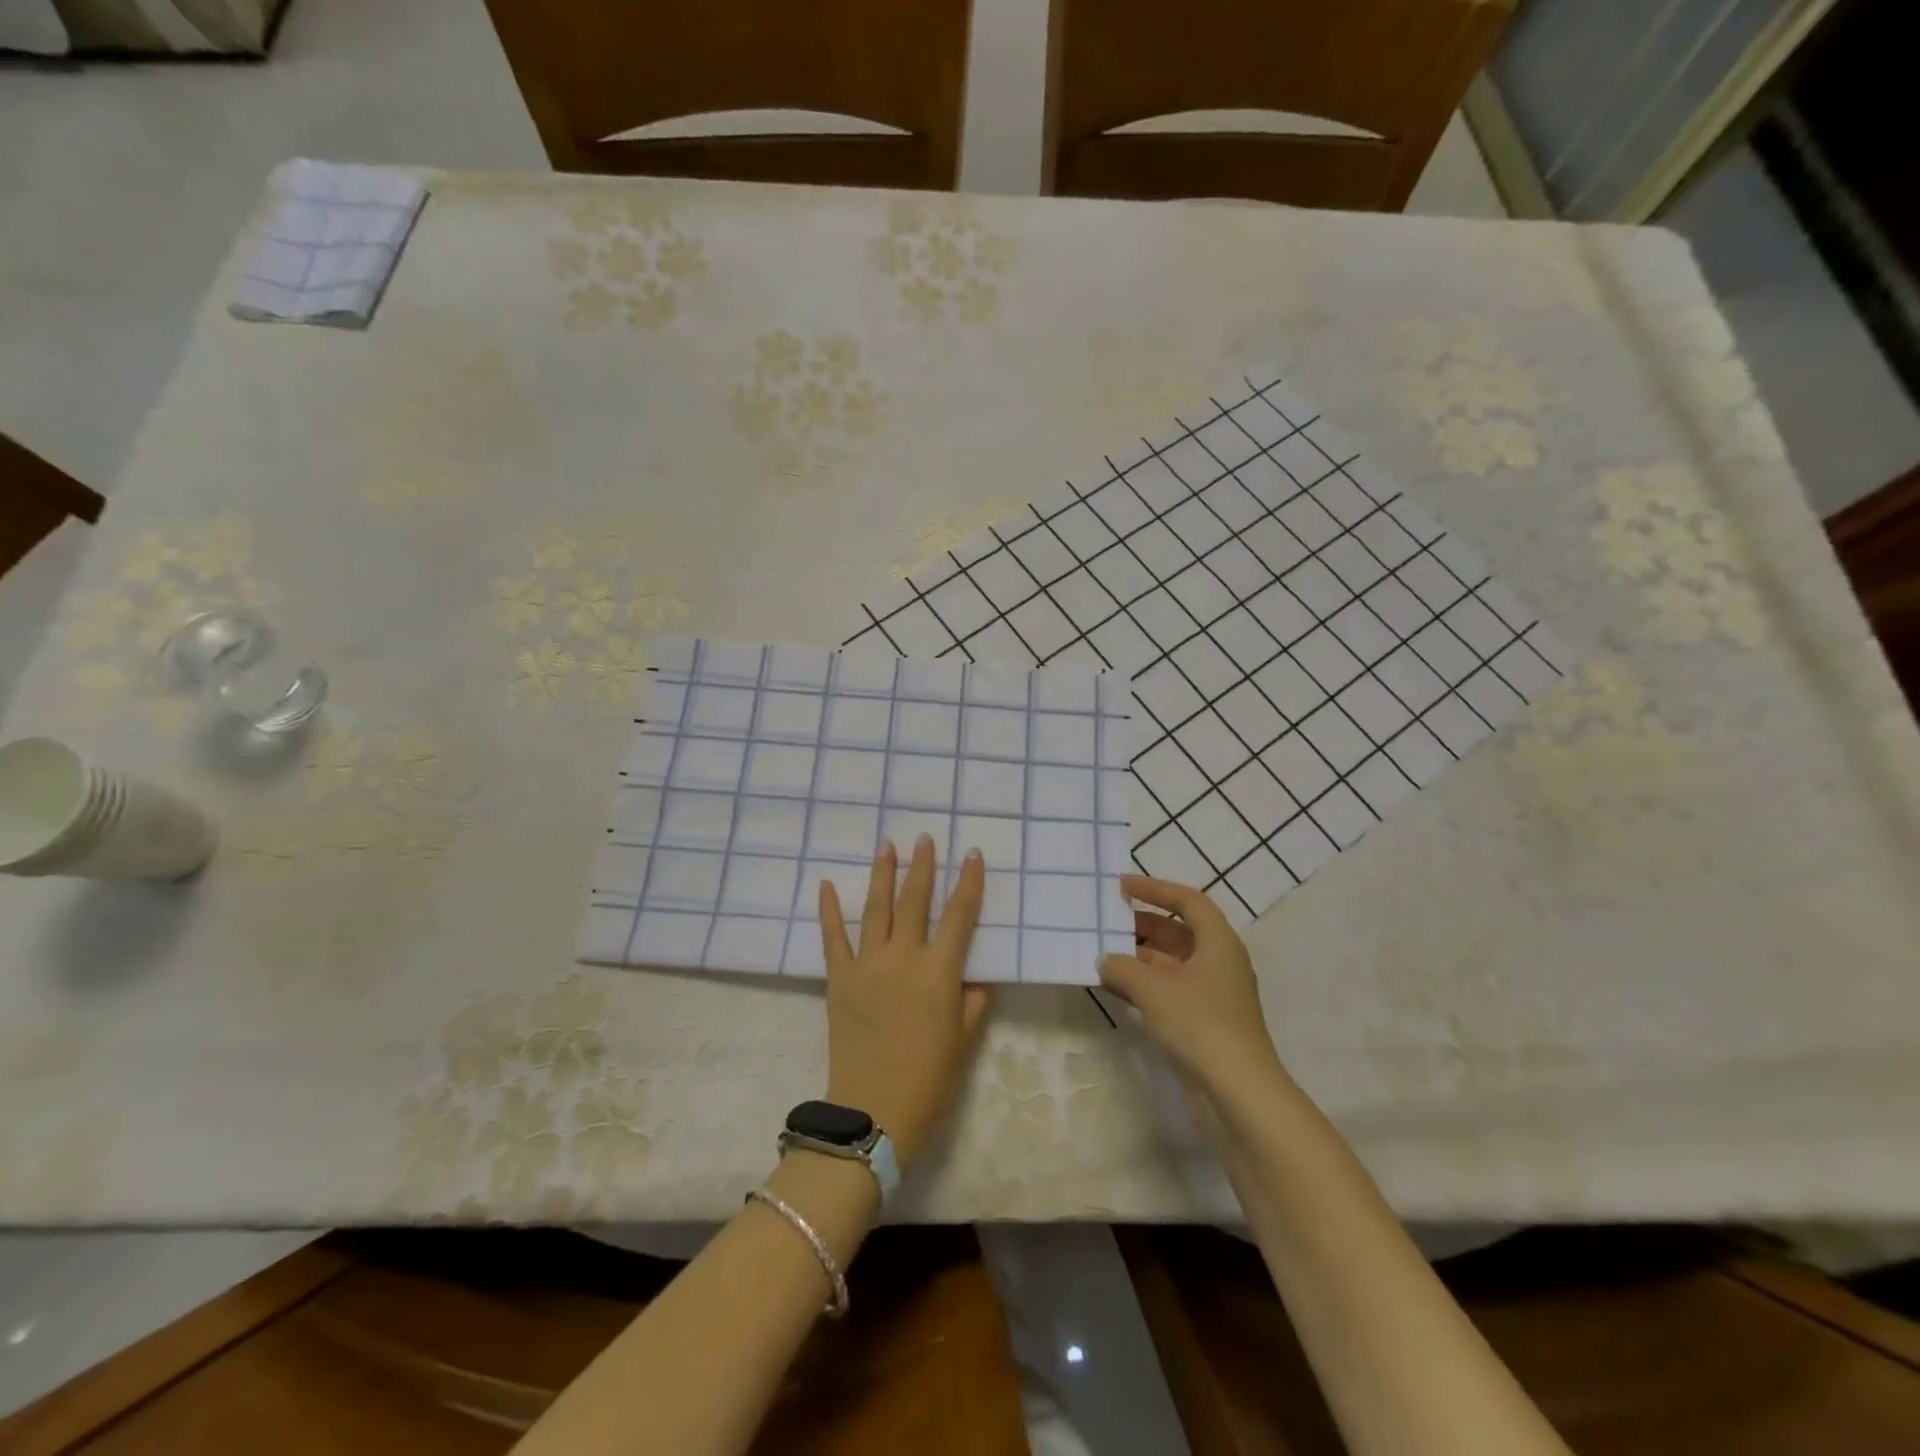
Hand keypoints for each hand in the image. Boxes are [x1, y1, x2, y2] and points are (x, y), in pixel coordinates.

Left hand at [818, 835, 989, 1169]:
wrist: (875, 1109)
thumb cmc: (930, 1077)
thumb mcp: (964, 1038)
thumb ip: (973, 1000)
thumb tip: (976, 975)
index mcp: (939, 970)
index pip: (960, 915)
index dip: (969, 883)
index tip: (973, 855)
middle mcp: (904, 956)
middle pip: (915, 901)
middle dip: (921, 866)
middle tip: (924, 839)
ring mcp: (868, 964)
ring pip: (876, 909)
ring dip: (882, 875)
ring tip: (886, 846)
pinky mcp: (839, 978)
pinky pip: (833, 938)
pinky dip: (828, 910)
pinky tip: (825, 885)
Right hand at [1099, 876, 1288, 1096]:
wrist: (1238, 1092)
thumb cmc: (1199, 1023)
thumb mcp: (1152, 987)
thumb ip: (1121, 966)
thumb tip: (1105, 961)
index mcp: (1218, 942)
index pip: (1188, 901)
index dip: (1155, 889)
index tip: (1122, 887)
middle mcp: (1220, 962)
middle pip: (1180, 932)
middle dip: (1143, 925)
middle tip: (1107, 923)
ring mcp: (1215, 994)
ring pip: (1173, 963)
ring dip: (1140, 957)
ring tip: (1104, 955)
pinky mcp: (1206, 1022)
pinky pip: (1171, 989)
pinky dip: (1146, 984)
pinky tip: (1117, 989)